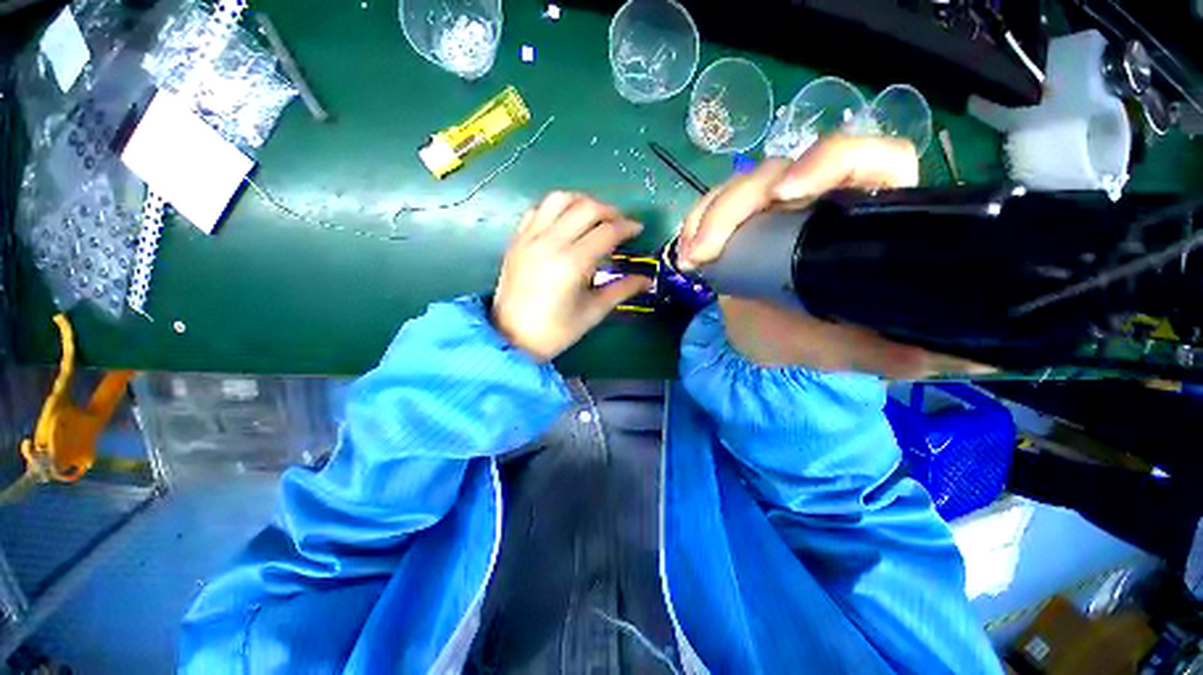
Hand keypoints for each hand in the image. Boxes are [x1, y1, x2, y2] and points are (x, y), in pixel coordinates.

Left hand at [493, 192, 651, 361]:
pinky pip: (537, 209)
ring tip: (594, 215)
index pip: (607, 231)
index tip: (638, 229)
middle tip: (620, 223)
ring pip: (559, 199)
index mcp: (573, 263)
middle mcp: (551, 242)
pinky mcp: (517, 239)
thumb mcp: (593, 312)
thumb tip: (647, 280)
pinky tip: (565, 221)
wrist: (511, 337)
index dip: (627, 226)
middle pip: (587, 207)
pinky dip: (556, 208)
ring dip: (582, 201)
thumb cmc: (556, 331)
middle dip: (610, 211)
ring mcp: (530, 237)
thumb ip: (622, 290)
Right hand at [677, 136, 987, 378]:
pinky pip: (710, 208)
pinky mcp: (737, 224)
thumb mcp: (858, 351)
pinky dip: (693, 226)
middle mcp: (818, 204)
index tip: (790, 192)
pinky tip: (687, 254)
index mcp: (863, 220)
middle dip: (736, 204)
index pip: (869, 159)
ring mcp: (771, 211)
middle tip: (708, 249)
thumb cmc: (811, 344)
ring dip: (707, 218)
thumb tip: (981, 357)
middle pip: (781, 169)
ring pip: (738, 187)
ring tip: (692, 259)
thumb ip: (905, 352)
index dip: (832, 158)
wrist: (765, 347)